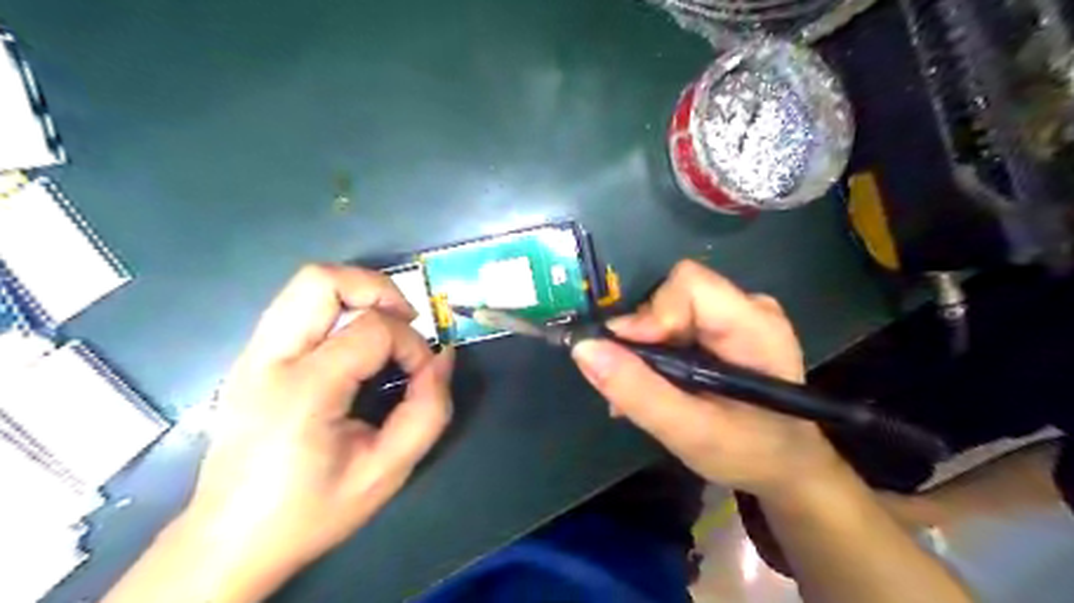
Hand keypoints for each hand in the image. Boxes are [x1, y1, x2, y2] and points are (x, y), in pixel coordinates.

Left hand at [185, 264, 452, 584]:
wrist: (229, 543)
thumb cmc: (311, 511)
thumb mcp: (388, 471)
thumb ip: (428, 410)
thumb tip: (442, 357)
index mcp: (303, 390)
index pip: (373, 329)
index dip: (413, 345)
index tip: (423, 376)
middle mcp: (269, 358)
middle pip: (322, 279)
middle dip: (378, 289)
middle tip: (405, 321)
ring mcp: (253, 354)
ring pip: (307, 284)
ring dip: (357, 294)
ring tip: (385, 328)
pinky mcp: (251, 358)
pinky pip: (299, 307)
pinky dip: (338, 309)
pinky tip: (355, 346)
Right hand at [575, 259, 843, 499]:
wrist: (783, 464)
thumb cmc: (747, 453)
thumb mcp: (688, 432)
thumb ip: (637, 390)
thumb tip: (584, 348)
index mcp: (755, 327)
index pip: (690, 285)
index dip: (652, 314)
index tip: (626, 355)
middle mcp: (747, 308)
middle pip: (674, 294)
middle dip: (643, 336)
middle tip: (627, 379)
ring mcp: (736, 314)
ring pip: (668, 307)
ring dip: (644, 345)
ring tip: (637, 389)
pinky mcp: (722, 326)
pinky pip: (675, 321)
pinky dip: (654, 349)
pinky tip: (650, 381)